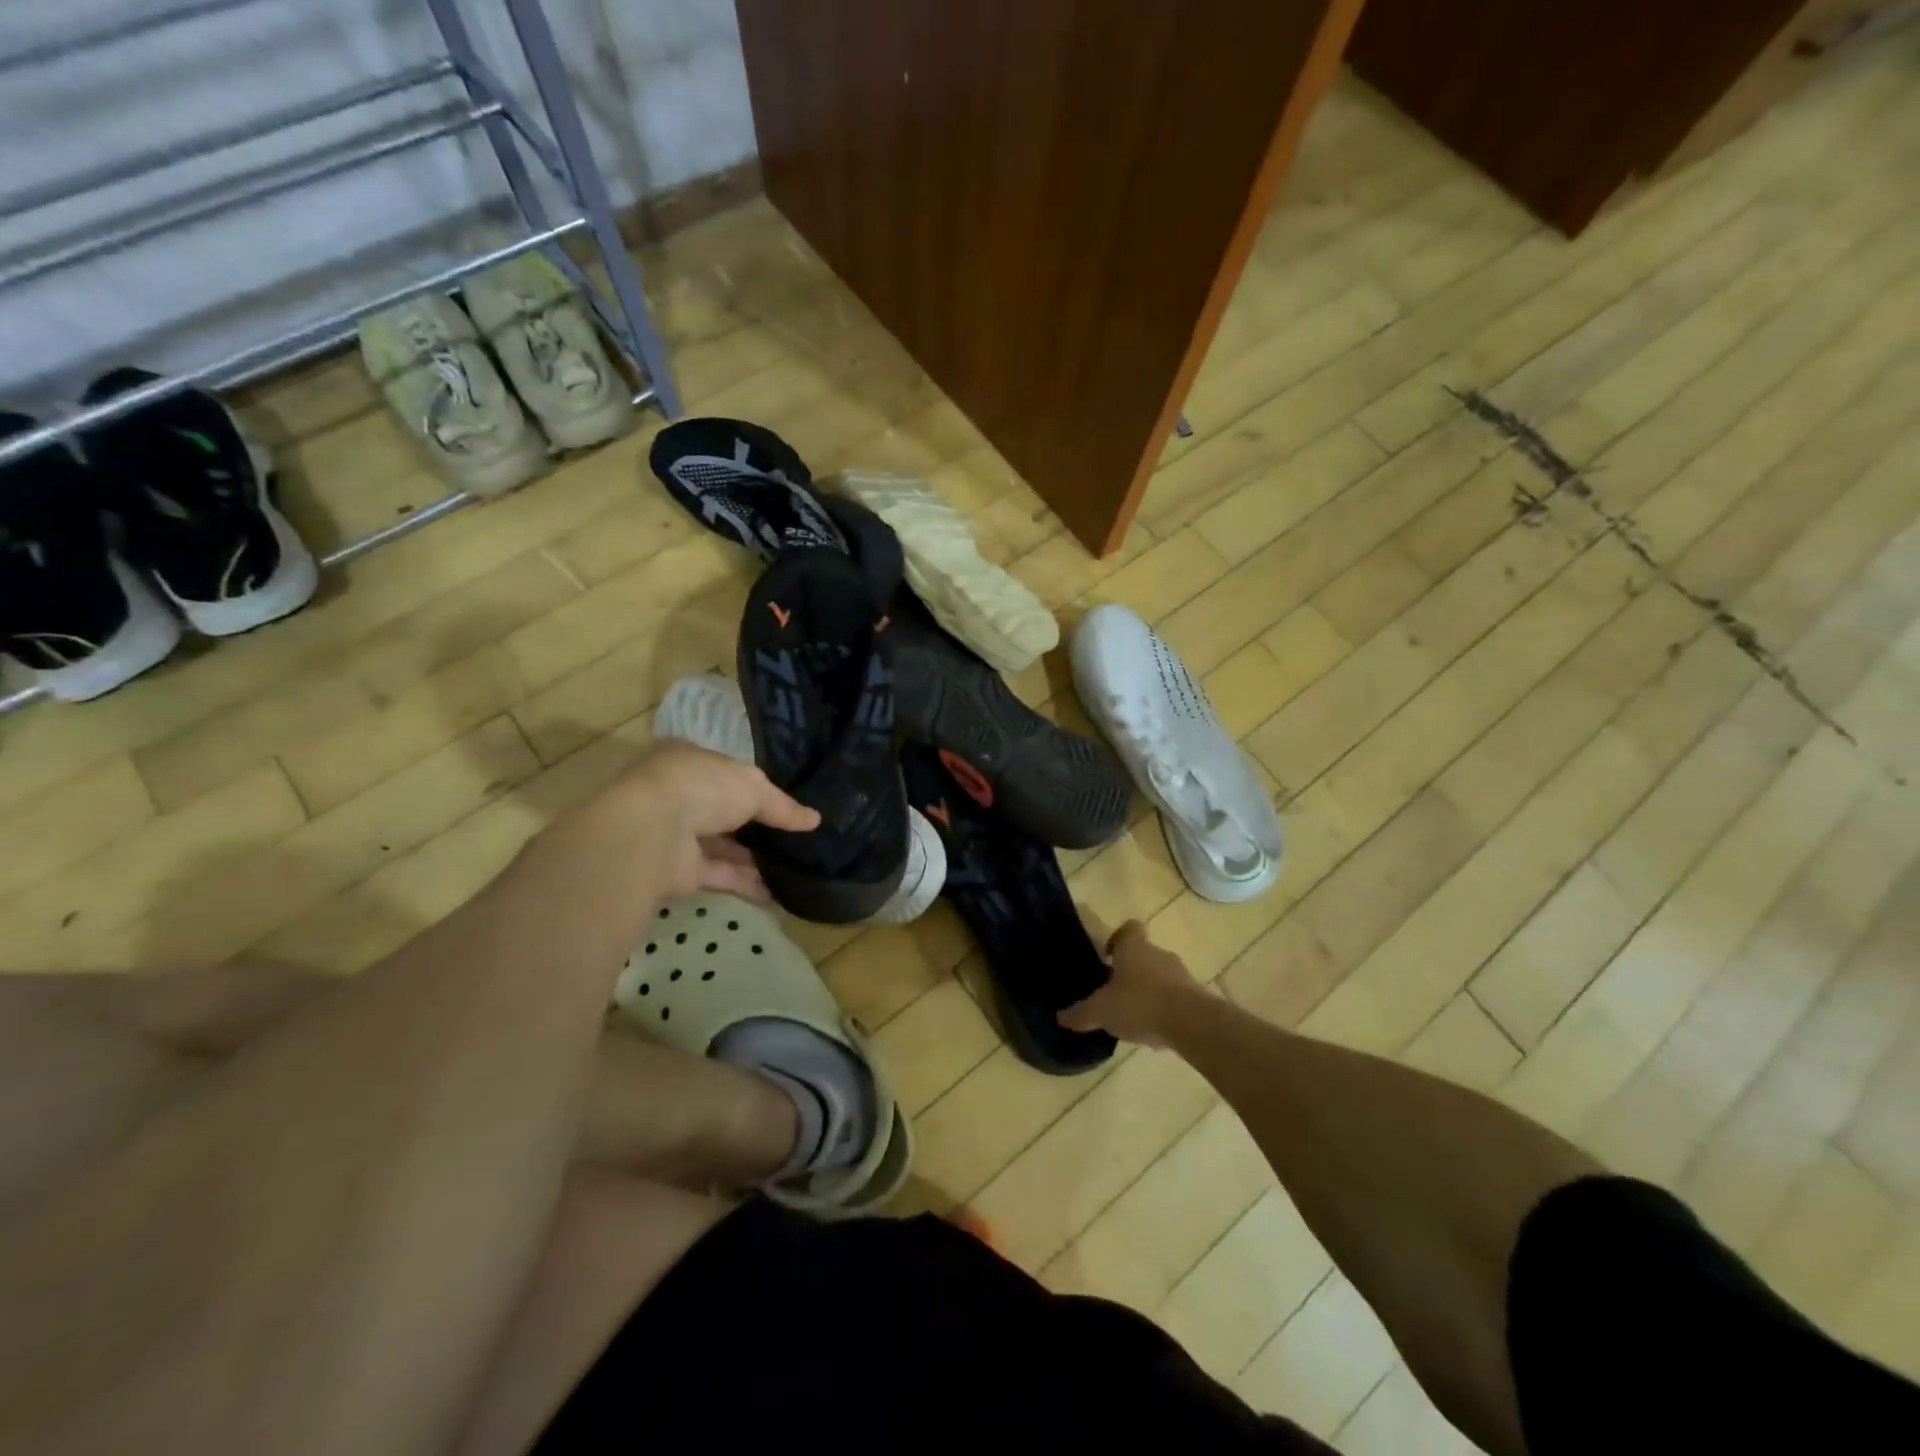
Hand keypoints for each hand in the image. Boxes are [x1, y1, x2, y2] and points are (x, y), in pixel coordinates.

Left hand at [617, 740, 819, 899]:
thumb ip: (783, 806)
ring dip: (754, 857)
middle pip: (724, 811)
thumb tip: (815, 820)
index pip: (725, 771)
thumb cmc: (702, 787)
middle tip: (795, 836)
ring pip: (722, 845)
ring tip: (794, 866)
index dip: (755, 785)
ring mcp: (676, 834)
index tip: (785, 801)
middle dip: (757, 825)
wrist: (652, 832)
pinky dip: (747, 883)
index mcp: (688, 760)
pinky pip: (720, 874)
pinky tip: (778, 893)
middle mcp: (679, 795)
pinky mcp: (679, 870)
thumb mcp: (754, 786)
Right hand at [1057, 917, 1200, 1047]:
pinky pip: (1175, 996)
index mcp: (1133, 948)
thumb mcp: (1102, 1011)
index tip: (1107, 957)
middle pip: (1144, 953)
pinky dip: (1165, 1007)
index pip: (1128, 928)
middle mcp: (1158, 954)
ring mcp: (1180, 974)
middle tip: (1115, 991)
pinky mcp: (1196, 996)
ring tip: (1134, 1014)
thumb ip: (1081, 1013)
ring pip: (1160, 975)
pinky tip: (1154, 1028)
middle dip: (1131, 970)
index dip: (1117, 938)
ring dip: (1149, 989)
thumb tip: (1060, 1017)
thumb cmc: (1140, 1004)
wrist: (1192, 1023)